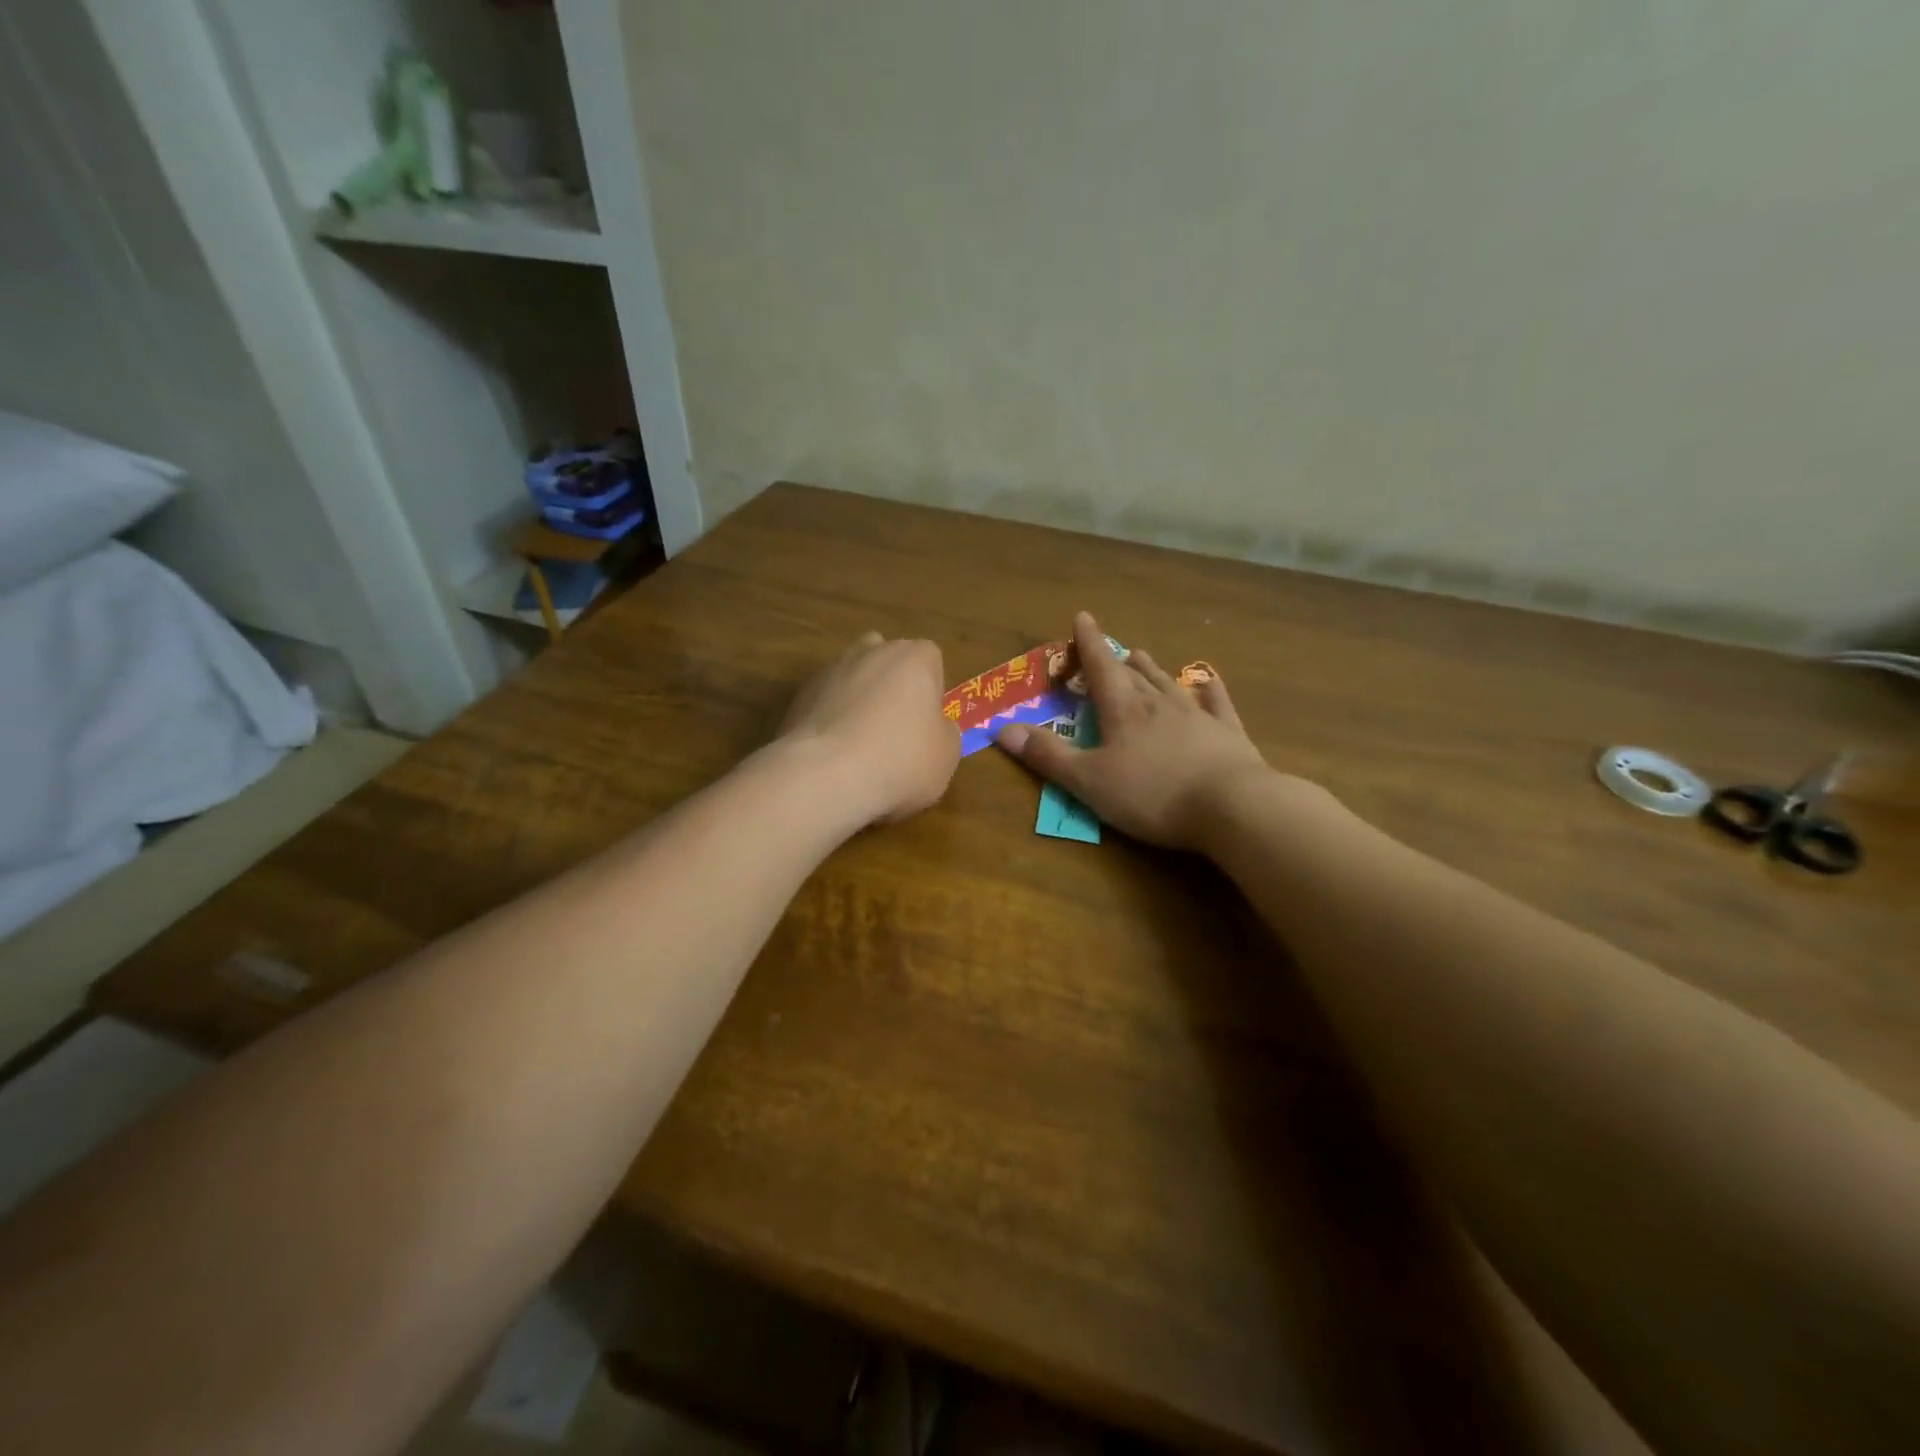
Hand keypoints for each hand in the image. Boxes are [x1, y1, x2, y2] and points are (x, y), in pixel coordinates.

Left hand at [780, 631, 959, 824]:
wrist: (824, 776)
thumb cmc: (901, 760)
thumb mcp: (947, 756)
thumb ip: (945, 733)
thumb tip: (935, 728)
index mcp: (914, 657)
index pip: (931, 661)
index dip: (931, 692)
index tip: (927, 725)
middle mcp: (871, 651)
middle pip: (888, 663)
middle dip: (892, 689)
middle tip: (896, 733)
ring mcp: (830, 670)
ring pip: (853, 681)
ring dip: (859, 704)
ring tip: (861, 749)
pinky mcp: (798, 696)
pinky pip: (826, 704)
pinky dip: (832, 722)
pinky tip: (834, 757)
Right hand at [996, 612, 1271, 849]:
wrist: (1231, 806)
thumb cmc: (1152, 794)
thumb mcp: (1088, 781)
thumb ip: (1047, 755)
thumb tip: (1002, 729)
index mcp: (1123, 711)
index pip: (1100, 668)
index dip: (1088, 644)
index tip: (1082, 618)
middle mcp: (1159, 704)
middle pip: (1134, 675)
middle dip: (1116, 661)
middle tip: (1110, 650)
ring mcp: (1197, 717)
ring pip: (1169, 684)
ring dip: (1153, 670)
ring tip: (1142, 655)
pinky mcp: (1227, 735)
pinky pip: (1216, 704)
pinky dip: (1209, 690)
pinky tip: (1208, 681)